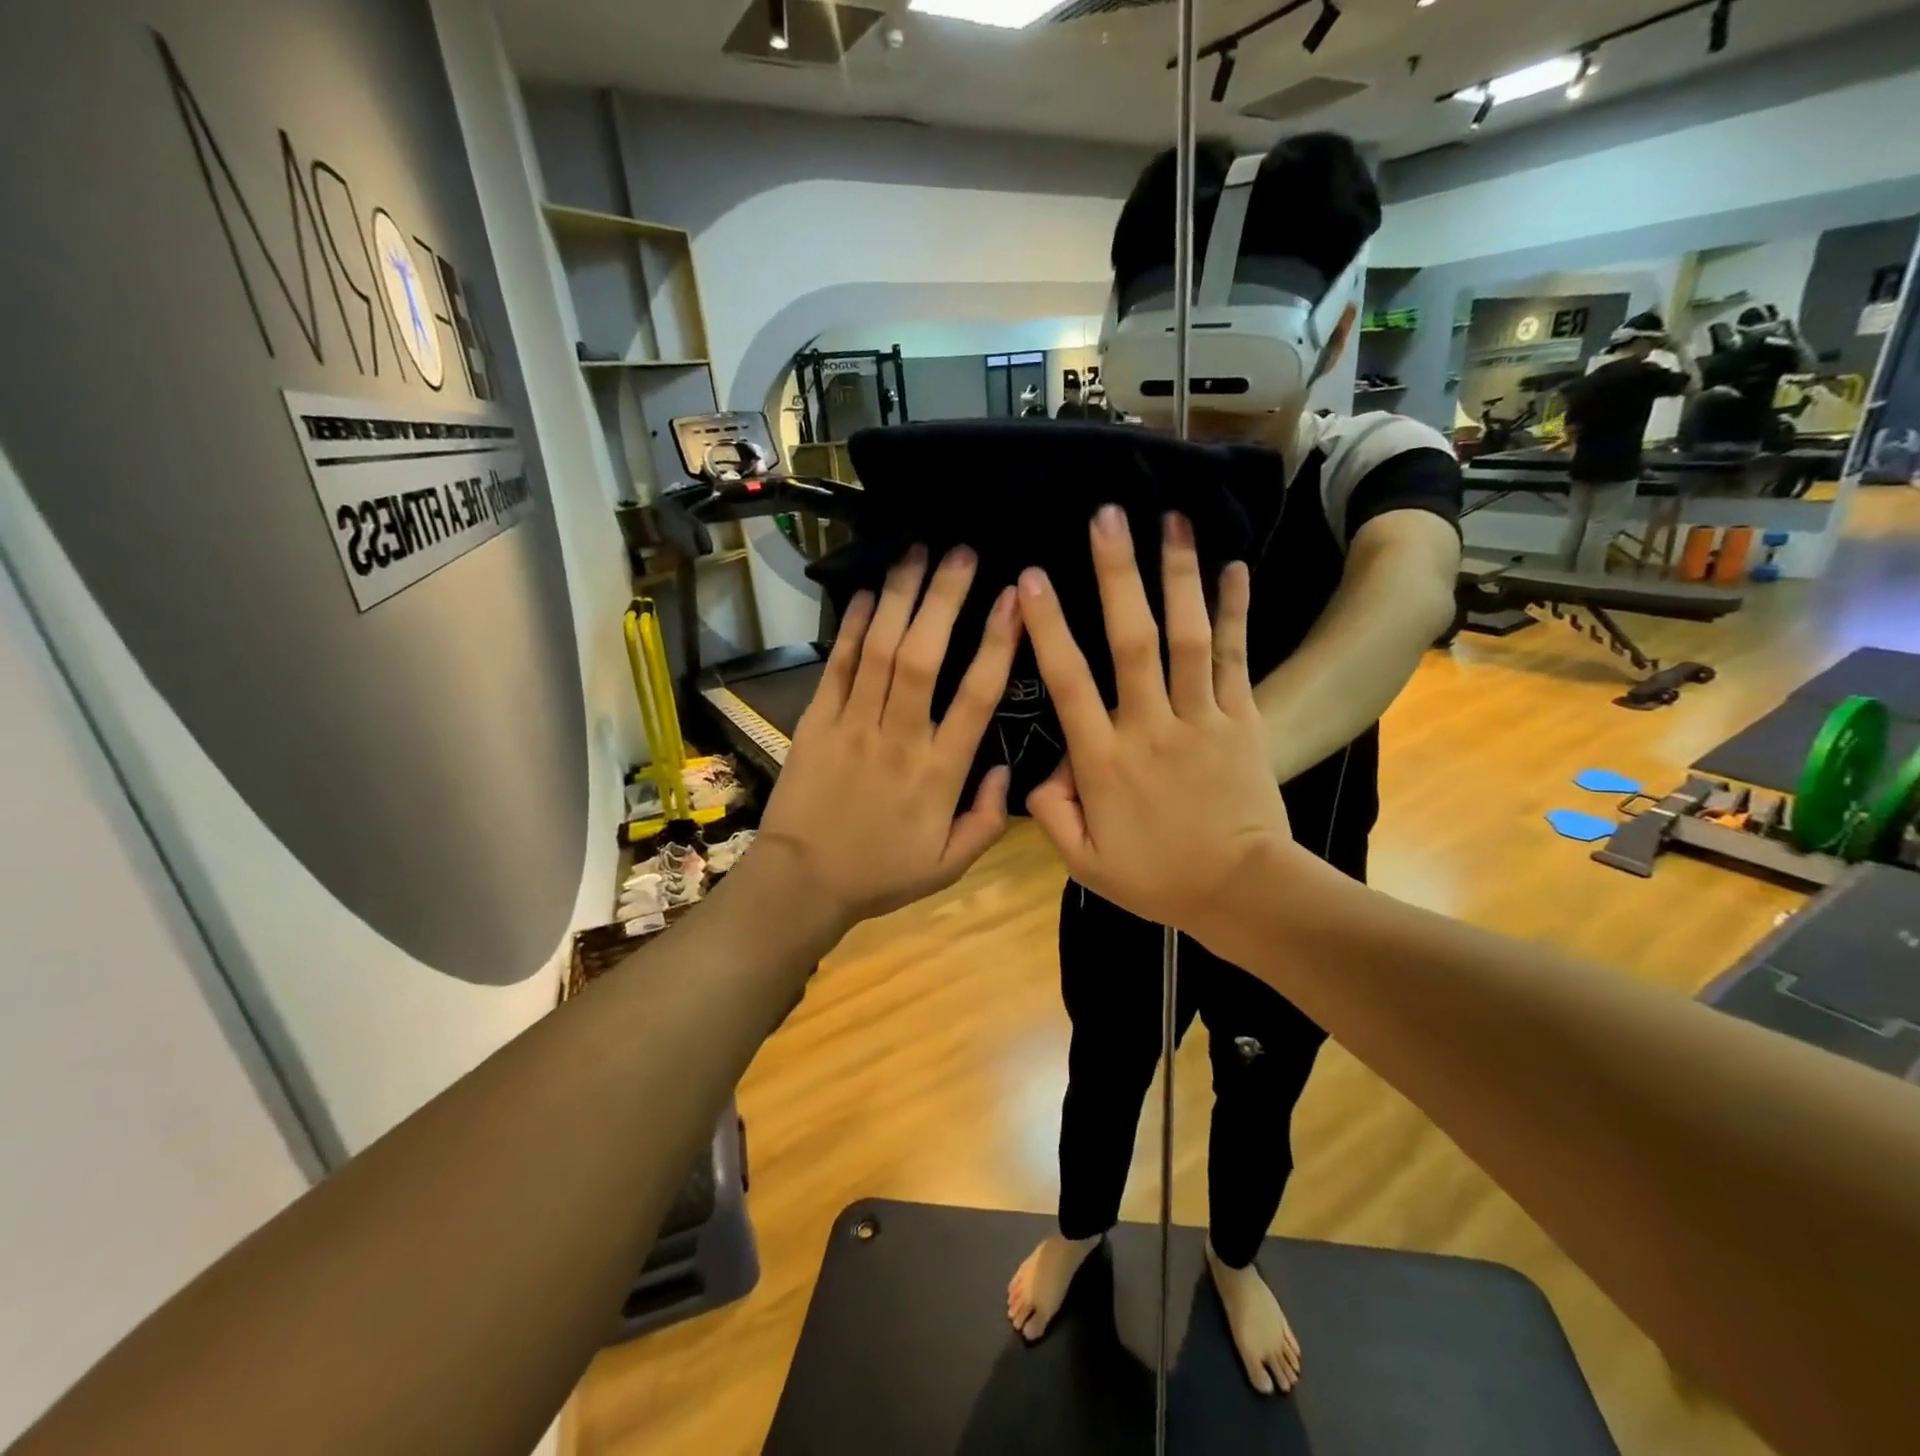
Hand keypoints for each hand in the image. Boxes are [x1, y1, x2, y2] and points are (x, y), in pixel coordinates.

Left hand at [756, 544, 1018, 925]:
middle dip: (944, 599)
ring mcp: (853, 725)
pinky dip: (853, 627)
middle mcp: (899, 738)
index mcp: (939, 773)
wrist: (802, 882)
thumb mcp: (950, 865)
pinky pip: (838, 667)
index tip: (1015, 600)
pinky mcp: (817, 721)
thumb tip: (1009, 768)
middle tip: (962, 551)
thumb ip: (989, 820)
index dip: (998, 644)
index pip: (977, 698)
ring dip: (900, 597)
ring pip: (880, 651)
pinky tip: (868, 593)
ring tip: (916, 550)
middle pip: (924, 657)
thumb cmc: (881, 873)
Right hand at [1020, 506, 1293, 931]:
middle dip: (1117, 576)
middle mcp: (1150, 728)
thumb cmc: (1157, 878)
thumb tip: (1038, 771)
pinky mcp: (1243, 720)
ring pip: (1188, 639)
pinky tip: (1235, 567)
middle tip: (1107, 517)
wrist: (1242, 892)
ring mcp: (1202, 719)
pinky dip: (1236, 613)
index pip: (1069, 683)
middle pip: (1132, 642)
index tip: (1033, 578)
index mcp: (1105, 762)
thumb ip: (1051, 815)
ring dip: (1179, 577)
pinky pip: (1237, 659)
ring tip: (1172, 520)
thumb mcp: (1084, 864)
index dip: (1049, 628)